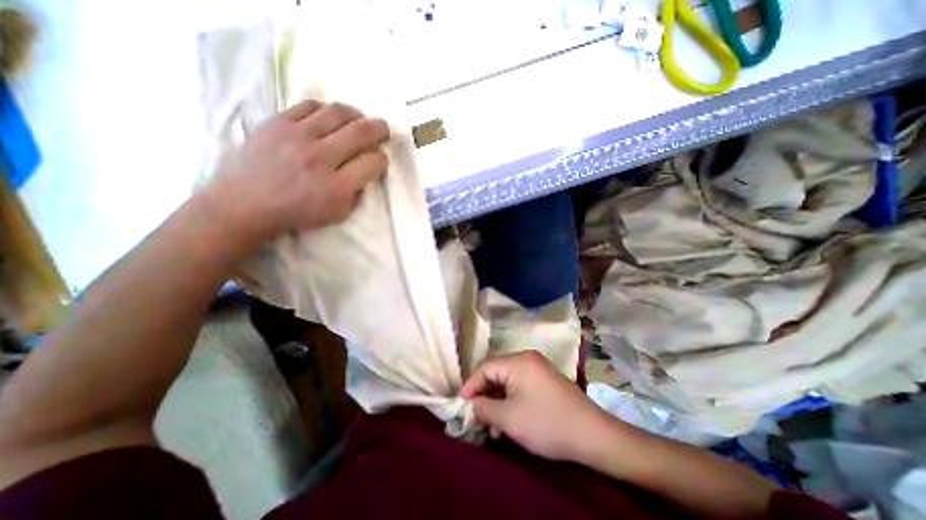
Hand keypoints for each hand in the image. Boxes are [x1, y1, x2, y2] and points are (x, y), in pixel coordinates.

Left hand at [212, 99, 389, 241]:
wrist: (247, 202)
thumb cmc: (298, 213)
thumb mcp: (338, 215)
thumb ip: (358, 194)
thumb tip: (368, 173)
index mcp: (337, 186)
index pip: (373, 162)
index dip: (382, 160)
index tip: (380, 162)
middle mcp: (321, 157)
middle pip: (361, 132)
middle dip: (380, 129)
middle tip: (384, 130)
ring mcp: (298, 136)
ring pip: (338, 112)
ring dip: (357, 115)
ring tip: (359, 120)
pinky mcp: (279, 122)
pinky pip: (310, 105)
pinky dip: (327, 109)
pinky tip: (331, 118)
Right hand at [458, 350, 613, 463]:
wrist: (593, 435)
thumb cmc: (546, 423)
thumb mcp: (509, 419)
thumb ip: (483, 408)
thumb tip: (470, 404)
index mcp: (518, 361)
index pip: (484, 368)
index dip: (470, 387)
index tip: (460, 405)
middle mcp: (527, 359)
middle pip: (495, 373)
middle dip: (484, 396)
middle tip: (475, 417)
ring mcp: (537, 368)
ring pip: (507, 381)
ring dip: (497, 401)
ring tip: (491, 426)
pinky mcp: (545, 380)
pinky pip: (520, 386)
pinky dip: (510, 401)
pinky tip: (508, 421)